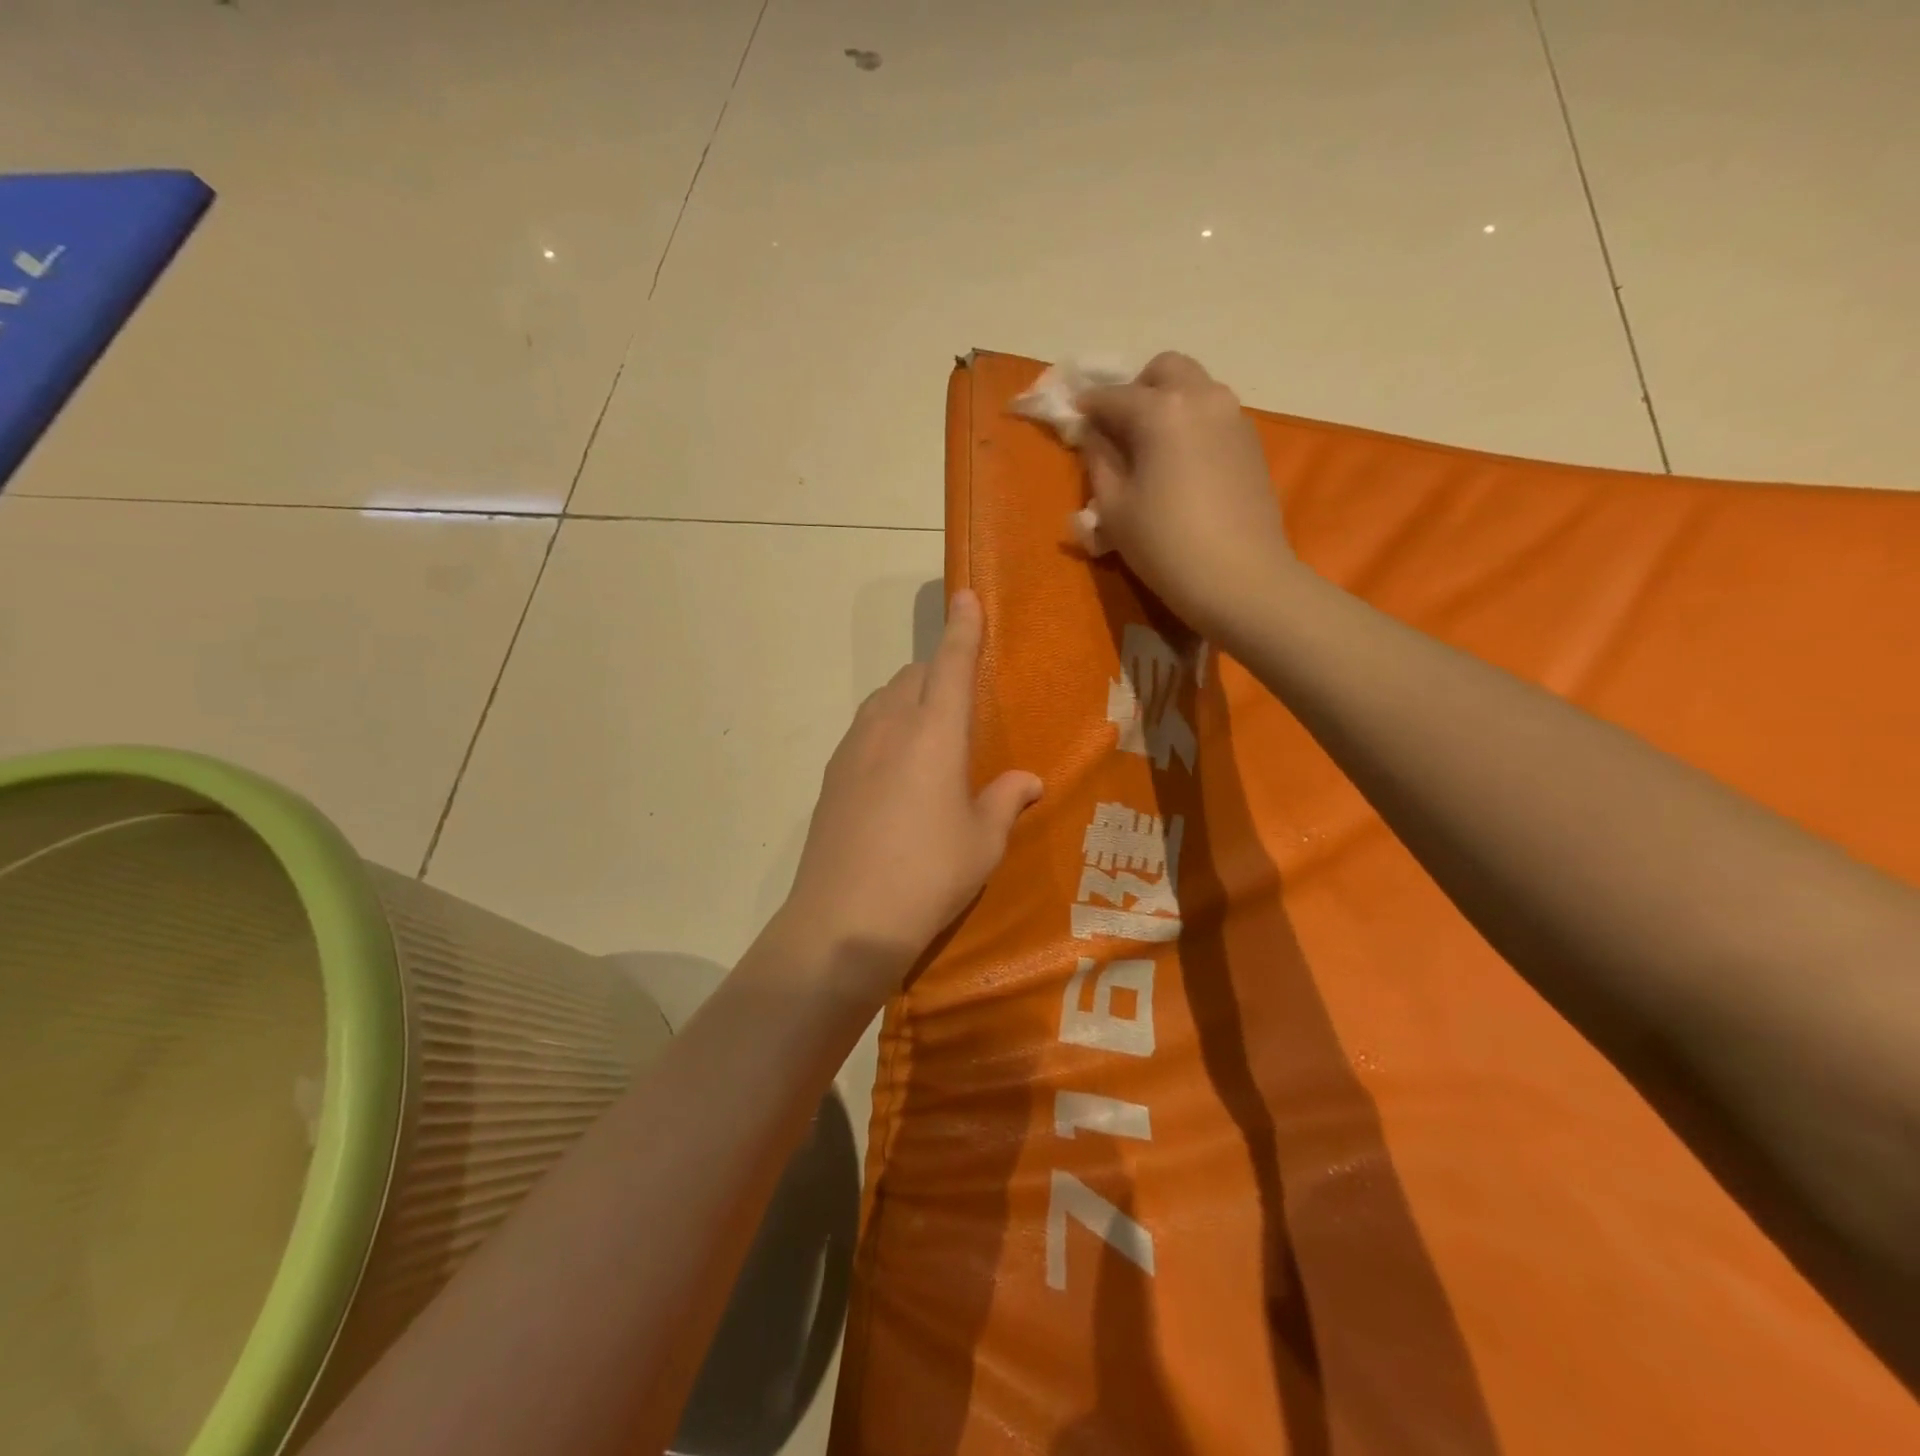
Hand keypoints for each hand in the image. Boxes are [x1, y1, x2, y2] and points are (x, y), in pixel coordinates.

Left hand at [779, 590, 1042, 993]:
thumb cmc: (929, 875)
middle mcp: (890, 727)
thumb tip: (1027, 780)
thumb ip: (1005, 801)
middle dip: (937, 671)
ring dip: (908, 698)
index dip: (963, 628)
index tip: (966, 596)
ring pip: (883, 700)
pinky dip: (885, 729)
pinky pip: (865, 730)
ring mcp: (853, 749)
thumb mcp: (983, 842)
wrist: (845, 920)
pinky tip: (895, 769)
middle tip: (959, 698)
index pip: (951, 664)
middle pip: (913, 676)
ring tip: (928, 732)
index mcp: (934, 733)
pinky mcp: (831, 776)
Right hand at [1077, 352, 1298, 643]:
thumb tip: (1092, 434)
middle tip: (1119, 429)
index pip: (1112, 396)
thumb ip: (1098, 460)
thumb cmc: (1165, 545)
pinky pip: (1213, 416)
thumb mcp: (1114, 507)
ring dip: (1167, 405)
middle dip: (1136, 390)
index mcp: (1161, 409)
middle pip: (1164, 370)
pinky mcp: (1251, 443)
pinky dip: (1191, 425)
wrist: (1240, 579)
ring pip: (1194, 389)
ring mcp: (1233, 417)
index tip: (1072, 418)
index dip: (1087, 407)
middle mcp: (1202, 398)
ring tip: (1150, 449)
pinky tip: (1180, 466)